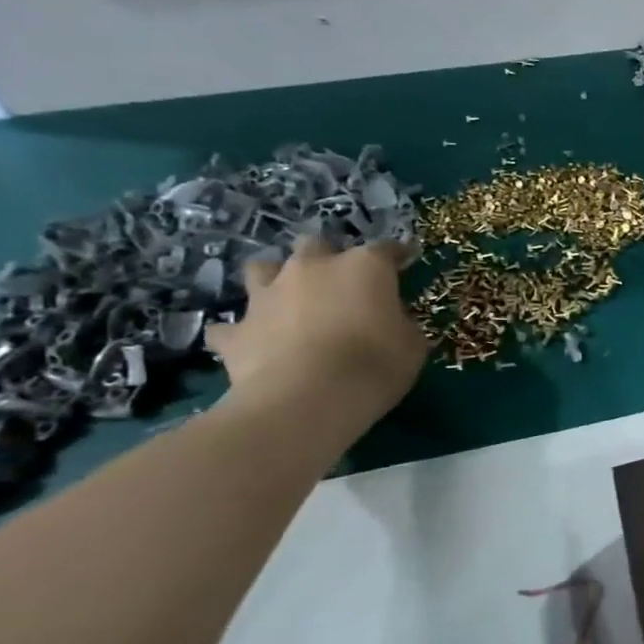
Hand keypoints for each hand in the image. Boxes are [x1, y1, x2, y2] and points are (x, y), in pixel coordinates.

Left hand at [207, 234, 427, 420]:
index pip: (386, 249)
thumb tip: (393, 321)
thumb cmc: (375, 364)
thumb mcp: (412, 344)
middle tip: (338, 281)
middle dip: (326, 256)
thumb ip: (401, 323)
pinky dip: (241, 332)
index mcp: (364, 267)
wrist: (307, 399)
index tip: (404, 261)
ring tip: (286, 299)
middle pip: (316, 244)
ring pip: (262, 268)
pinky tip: (250, 343)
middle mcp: (313, 268)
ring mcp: (268, 295)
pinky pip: (231, 326)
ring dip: (274, 279)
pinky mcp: (236, 331)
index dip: (397, 255)